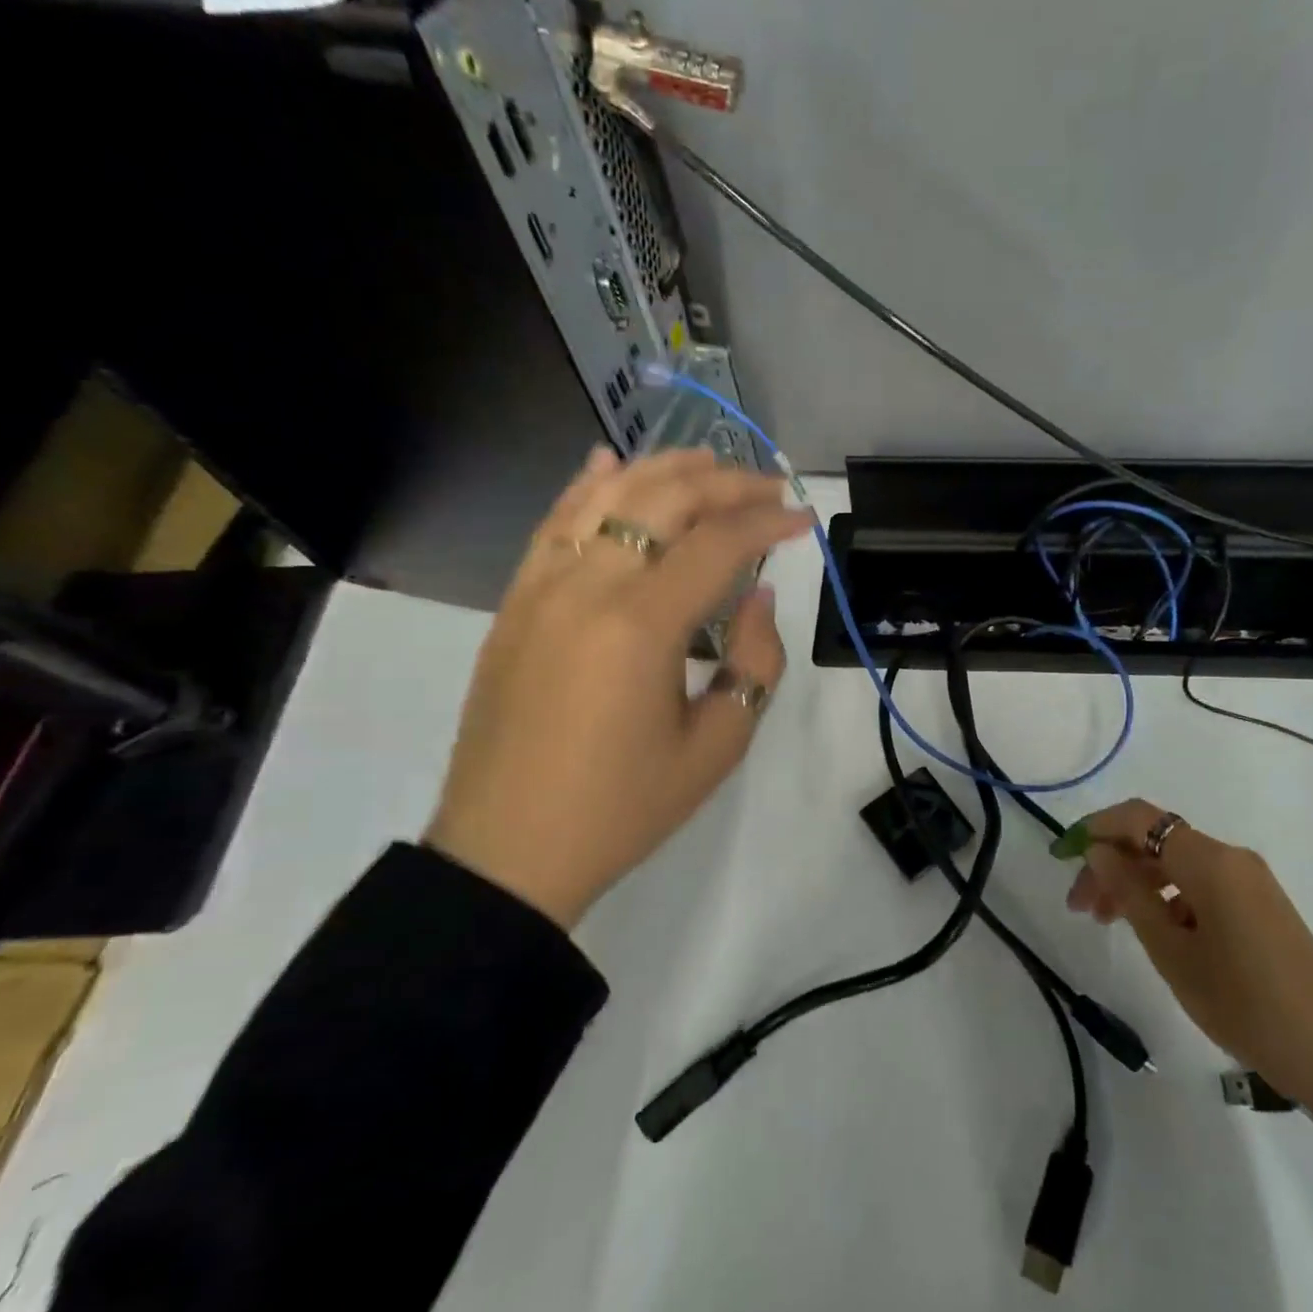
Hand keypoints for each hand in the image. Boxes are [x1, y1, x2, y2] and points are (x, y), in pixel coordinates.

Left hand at [426, 446, 811, 931]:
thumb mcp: (717, 746)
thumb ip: (755, 661)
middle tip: (768, 487)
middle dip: (724, 484)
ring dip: (662, 470)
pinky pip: (553, 525)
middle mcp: (586, 587)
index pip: (717, 543)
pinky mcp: (515, 603)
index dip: (768, 522)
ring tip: (709, 461)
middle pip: (662, 501)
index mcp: (641, 626)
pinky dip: (587, 488)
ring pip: (605, 498)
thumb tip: (756, 594)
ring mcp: (541, 588)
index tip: (804, 520)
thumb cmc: (624, 808)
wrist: (508, 851)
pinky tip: (610, 464)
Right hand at [1066, 800, 1312, 1145]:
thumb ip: (1130, 893)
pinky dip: (1167, 896)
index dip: (1095, 828)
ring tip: (1109, 923)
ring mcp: (1249, 880)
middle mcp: (1230, 857)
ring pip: (1176, 863)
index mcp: (1209, 861)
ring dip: (1136, 882)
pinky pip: (1200, 883)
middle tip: (1081, 907)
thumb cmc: (1243, 1003)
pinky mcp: (1260, 904)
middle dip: (1112, 863)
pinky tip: (1155, 932)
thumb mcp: (1172, 952)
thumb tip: (1099, 850)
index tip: (1062, 857)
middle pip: (1155, 840)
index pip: (1138, 819)